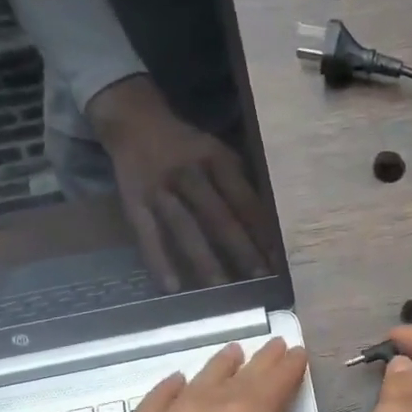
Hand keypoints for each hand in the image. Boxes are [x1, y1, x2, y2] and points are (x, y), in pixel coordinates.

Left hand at [52, 339, 306, 411]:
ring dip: (222, 365)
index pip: (277, 381)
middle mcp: (208, 406)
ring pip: (201, 379)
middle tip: (275, 346)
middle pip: (242, 374)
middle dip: (263, 360)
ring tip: (234, 354)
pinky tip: (178, 383)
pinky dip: (173, 386)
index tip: (299, 353)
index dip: (291, 366)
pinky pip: (159, 398)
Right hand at [90, 75, 275, 291]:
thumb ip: (240, 184)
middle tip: (259, 280)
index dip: (261, 230)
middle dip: (240, 249)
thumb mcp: (219, 153)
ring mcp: (159, 188)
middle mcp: (189, 172)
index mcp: (217, 159)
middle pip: (217, 216)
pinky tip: (171, 287)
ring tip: (220, 290)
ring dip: (203, 260)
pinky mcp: (133, 201)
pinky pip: (147, 234)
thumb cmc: (188, 147)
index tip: (278, 260)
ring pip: (184, 227)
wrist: (134, 122)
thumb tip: (269, 228)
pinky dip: (158, 260)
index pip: (244, 200)